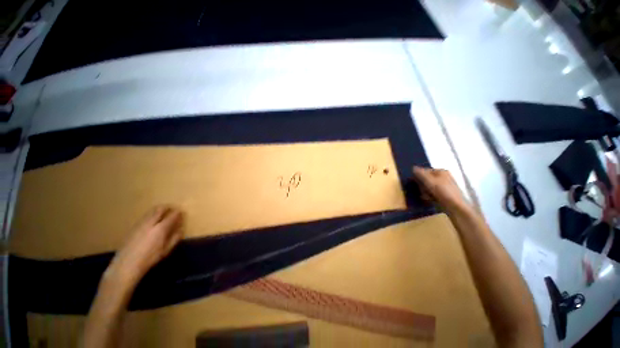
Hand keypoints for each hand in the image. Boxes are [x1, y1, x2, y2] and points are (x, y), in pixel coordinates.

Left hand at [106, 206, 183, 287]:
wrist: (126, 264)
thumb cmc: (149, 258)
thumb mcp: (166, 250)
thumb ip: (175, 238)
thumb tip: (180, 229)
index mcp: (161, 228)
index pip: (173, 215)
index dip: (178, 213)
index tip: (181, 213)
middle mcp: (151, 223)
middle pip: (160, 209)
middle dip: (168, 207)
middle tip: (172, 209)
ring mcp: (140, 224)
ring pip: (151, 211)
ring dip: (158, 210)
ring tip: (163, 214)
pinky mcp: (133, 227)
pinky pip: (145, 217)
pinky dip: (151, 216)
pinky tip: (152, 222)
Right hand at [412, 166, 468, 212]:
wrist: (455, 206)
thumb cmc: (442, 191)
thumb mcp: (429, 181)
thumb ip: (420, 173)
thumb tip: (413, 167)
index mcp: (441, 171)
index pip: (425, 171)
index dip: (419, 176)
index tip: (415, 183)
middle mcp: (443, 177)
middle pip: (426, 179)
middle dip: (422, 185)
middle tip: (422, 191)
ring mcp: (444, 186)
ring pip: (428, 187)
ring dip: (424, 191)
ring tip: (426, 196)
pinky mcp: (444, 194)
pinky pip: (432, 193)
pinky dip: (429, 196)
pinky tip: (429, 199)